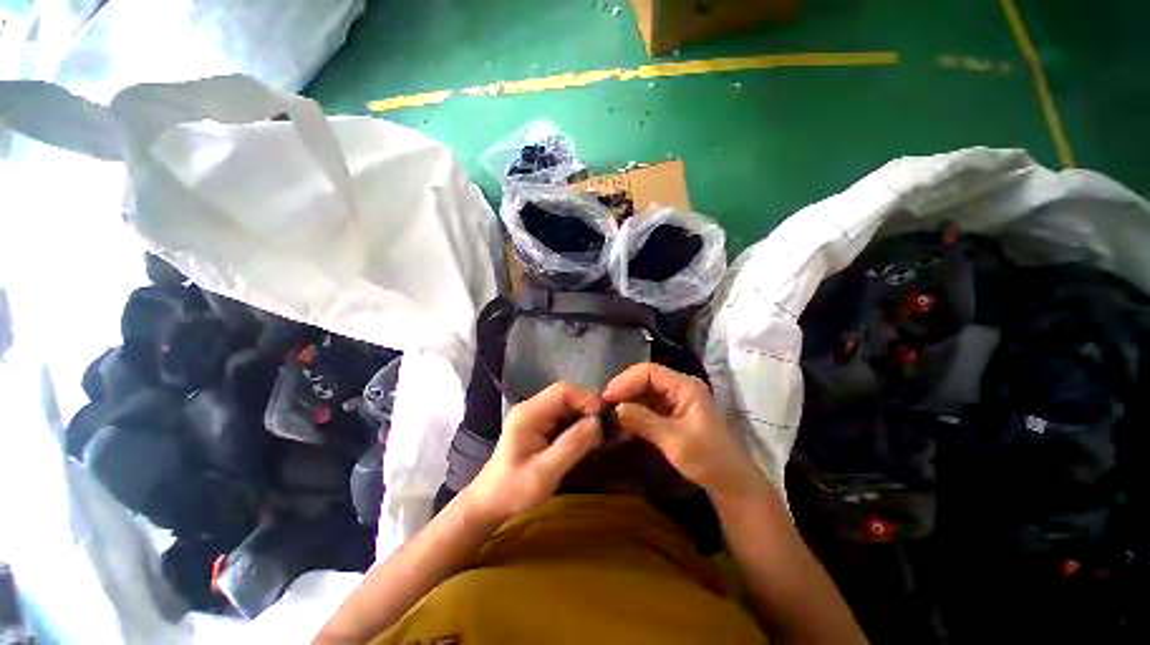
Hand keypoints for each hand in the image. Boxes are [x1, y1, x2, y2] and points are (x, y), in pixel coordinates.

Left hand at [462, 382, 602, 524]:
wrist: (490, 502)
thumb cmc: (514, 490)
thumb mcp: (545, 472)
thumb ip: (571, 445)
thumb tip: (597, 423)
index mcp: (529, 413)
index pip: (562, 390)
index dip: (585, 398)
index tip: (602, 417)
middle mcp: (532, 408)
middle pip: (566, 394)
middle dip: (587, 407)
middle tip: (604, 427)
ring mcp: (535, 415)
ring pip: (567, 404)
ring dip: (584, 415)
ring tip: (599, 433)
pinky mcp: (539, 425)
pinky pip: (563, 415)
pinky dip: (577, 423)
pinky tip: (586, 437)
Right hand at [603, 363, 765, 500]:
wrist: (730, 482)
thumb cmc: (708, 459)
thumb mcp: (675, 441)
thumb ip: (644, 421)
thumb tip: (616, 408)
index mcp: (685, 386)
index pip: (649, 371)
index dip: (626, 381)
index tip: (607, 397)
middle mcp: (679, 387)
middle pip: (645, 378)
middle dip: (624, 389)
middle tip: (603, 405)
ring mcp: (675, 399)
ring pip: (644, 391)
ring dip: (627, 401)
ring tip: (609, 414)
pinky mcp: (671, 412)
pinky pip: (647, 404)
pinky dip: (634, 412)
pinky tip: (622, 422)